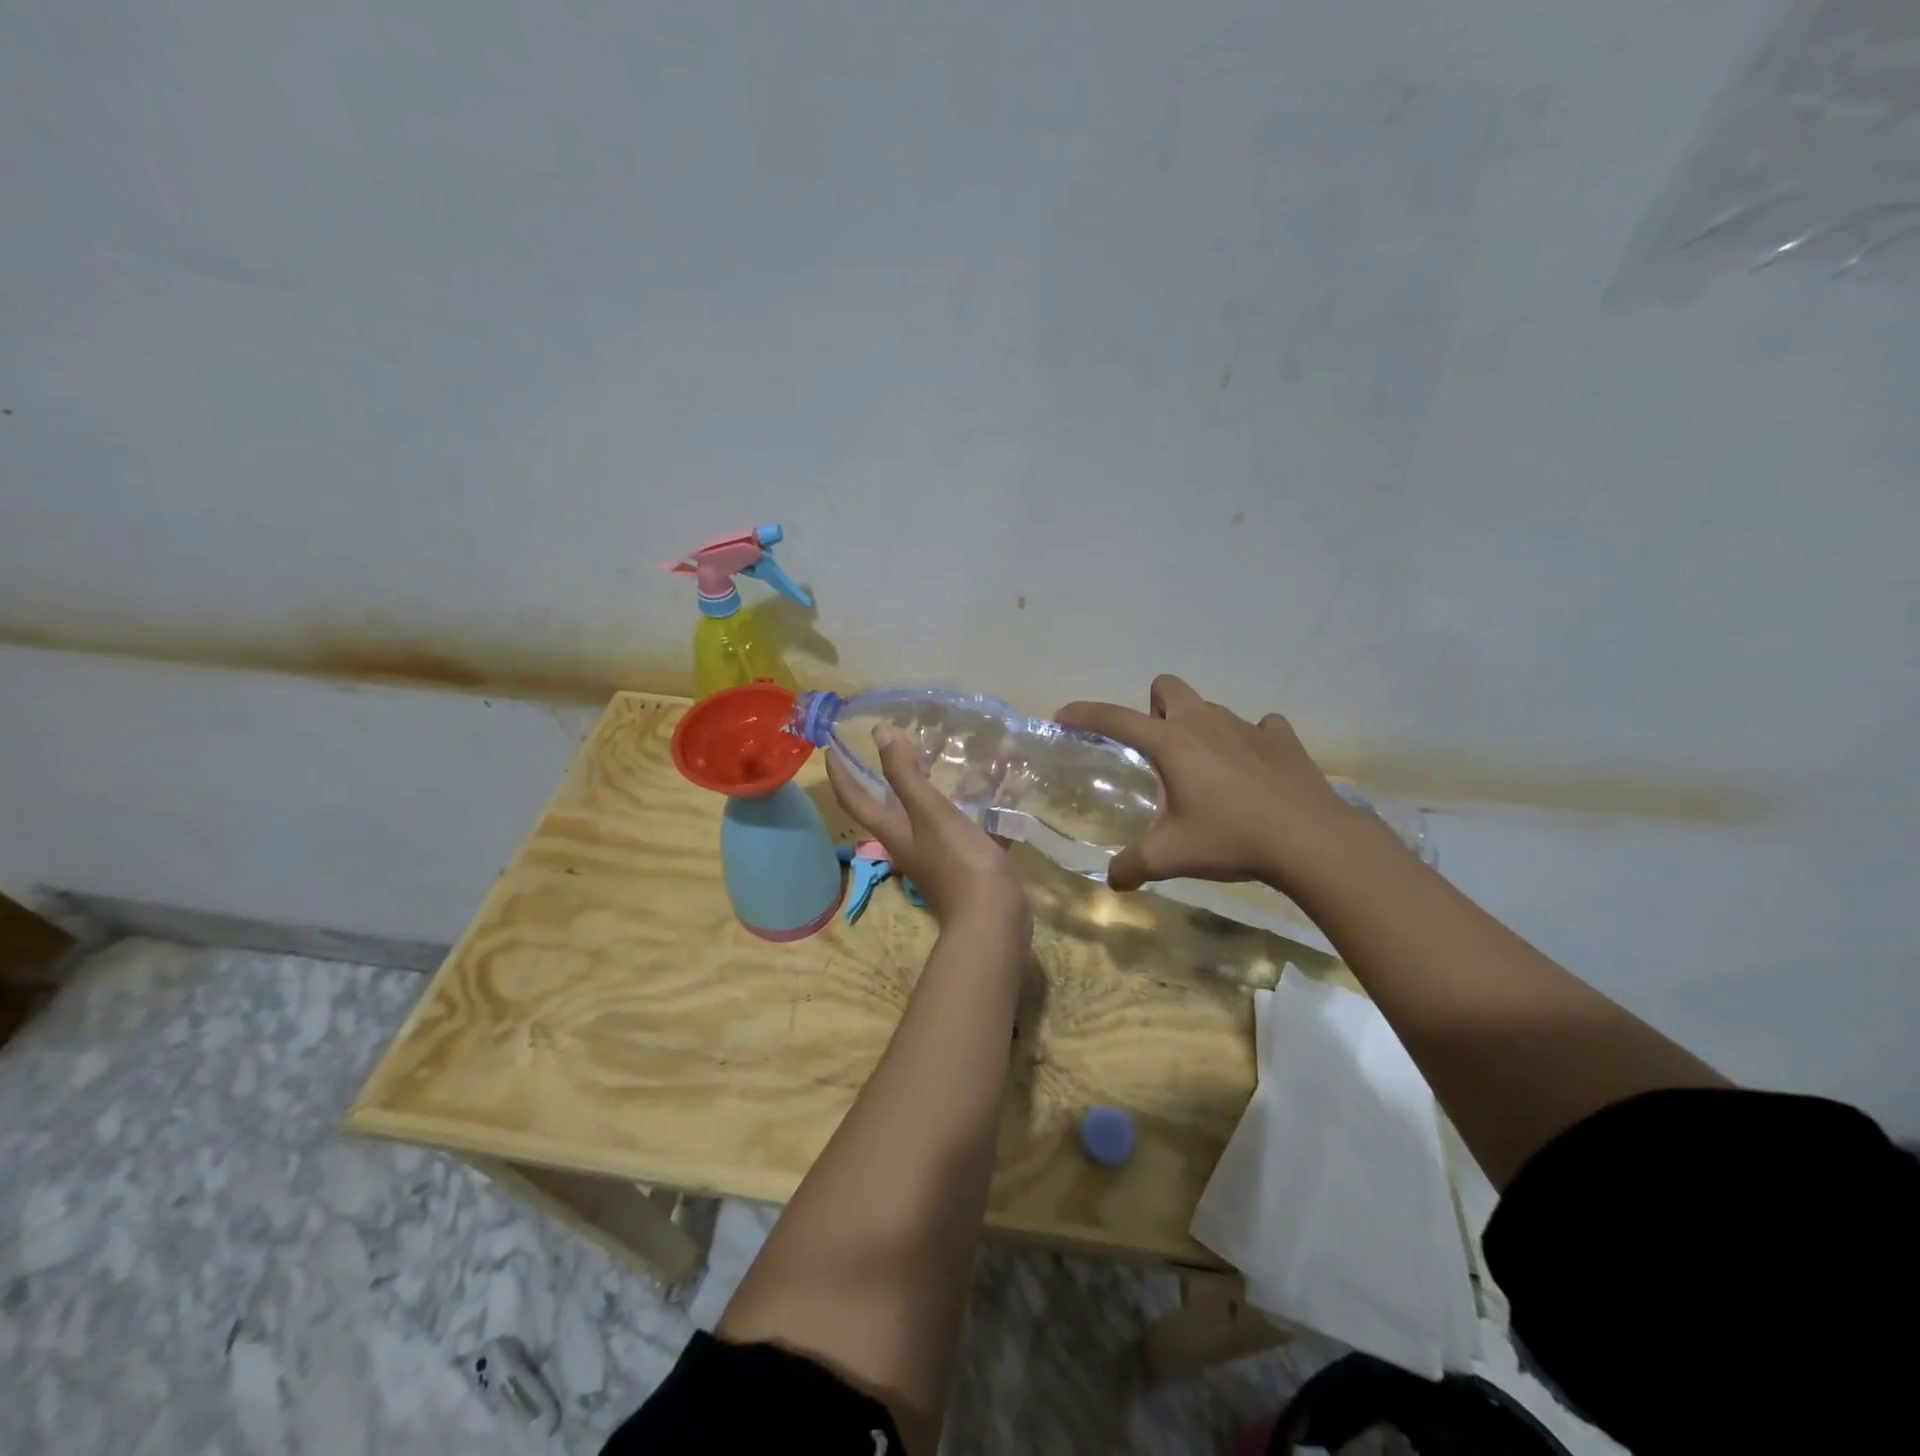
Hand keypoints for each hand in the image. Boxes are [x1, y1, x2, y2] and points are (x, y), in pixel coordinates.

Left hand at [827, 725, 1031, 935]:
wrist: (993, 918)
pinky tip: (986, 790)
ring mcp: (935, 854)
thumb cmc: (958, 861)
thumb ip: (905, 774)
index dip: (840, 773)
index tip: (831, 748)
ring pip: (924, 812)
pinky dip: (965, 804)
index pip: (854, 799)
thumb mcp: (930, 812)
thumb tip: (878, 733)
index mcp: (892, 831)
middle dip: (885, 774)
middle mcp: (907, 842)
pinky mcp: (963, 861)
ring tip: (939, 758)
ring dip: (927, 786)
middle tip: (895, 743)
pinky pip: (958, 824)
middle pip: (887, 804)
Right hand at [1056, 675, 1359, 893]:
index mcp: (1171, 743)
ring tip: (1206, 771)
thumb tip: (1112, 880)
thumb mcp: (1171, 857)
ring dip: (1199, 728)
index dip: (1085, 714)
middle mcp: (1205, 722)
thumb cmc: (1232, 839)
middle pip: (1166, 687)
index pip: (1116, 718)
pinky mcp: (1282, 739)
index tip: (1063, 716)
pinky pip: (1260, 728)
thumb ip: (1133, 865)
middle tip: (1157, 751)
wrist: (1311, 840)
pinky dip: (1250, 742)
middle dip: (1154, 709)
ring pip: (1210, 709)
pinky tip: (1252, 771)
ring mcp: (1247, 726)